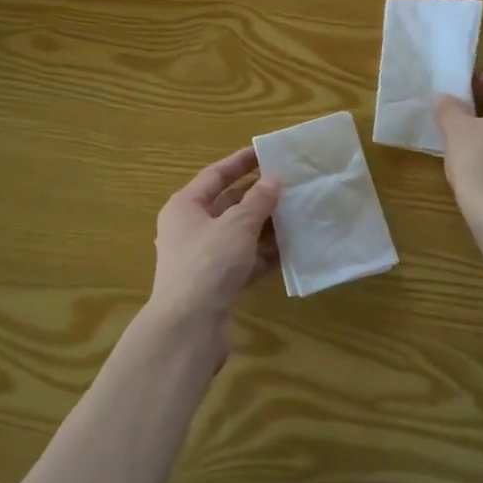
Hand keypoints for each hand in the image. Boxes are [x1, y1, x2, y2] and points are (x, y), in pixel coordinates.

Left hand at [147, 147, 280, 355]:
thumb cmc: (208, 264)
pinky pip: (244, 260)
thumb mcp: (237, 225)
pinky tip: (291, 249)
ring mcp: (204, 259)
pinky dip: (264, 254)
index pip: (215, 175)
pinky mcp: (217, 284)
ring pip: (239, 234)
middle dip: (258, 196)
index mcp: (185, 207)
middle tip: (290, 185)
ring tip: (297, 214)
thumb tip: (273, 180)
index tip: (266, 153)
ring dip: (265, 226)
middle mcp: (190, 229)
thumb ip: (258, 201)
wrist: (188, 329)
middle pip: (228, 205)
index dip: (240, 162)